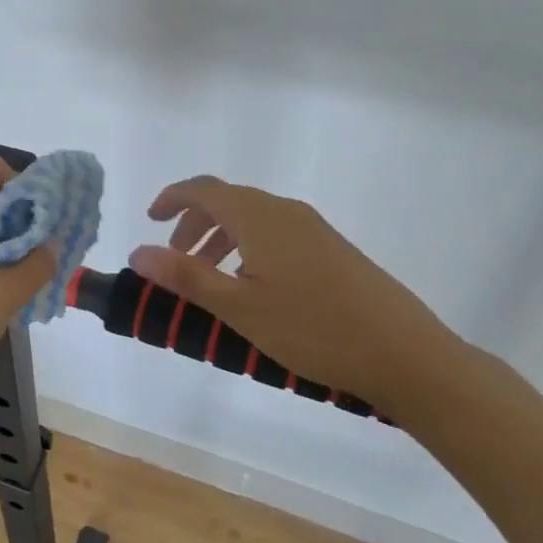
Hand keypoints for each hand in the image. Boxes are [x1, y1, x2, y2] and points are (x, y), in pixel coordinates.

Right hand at [128, 175, 464, 415]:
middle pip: (228, 201)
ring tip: (210, 278)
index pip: (204, 189)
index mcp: (258, 216)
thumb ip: (185, 276)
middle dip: (194, 224)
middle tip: (174, 259)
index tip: (150, 219)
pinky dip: (249, 248)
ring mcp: (313, 229)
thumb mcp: (239, 306)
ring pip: (253, 219)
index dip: (172, 198)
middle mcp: (285, 211)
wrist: (405, 354)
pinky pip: (276, 234)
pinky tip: (254, 288)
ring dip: (221, 239)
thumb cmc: (313, 328)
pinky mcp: (332, 249)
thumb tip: (137, 252)